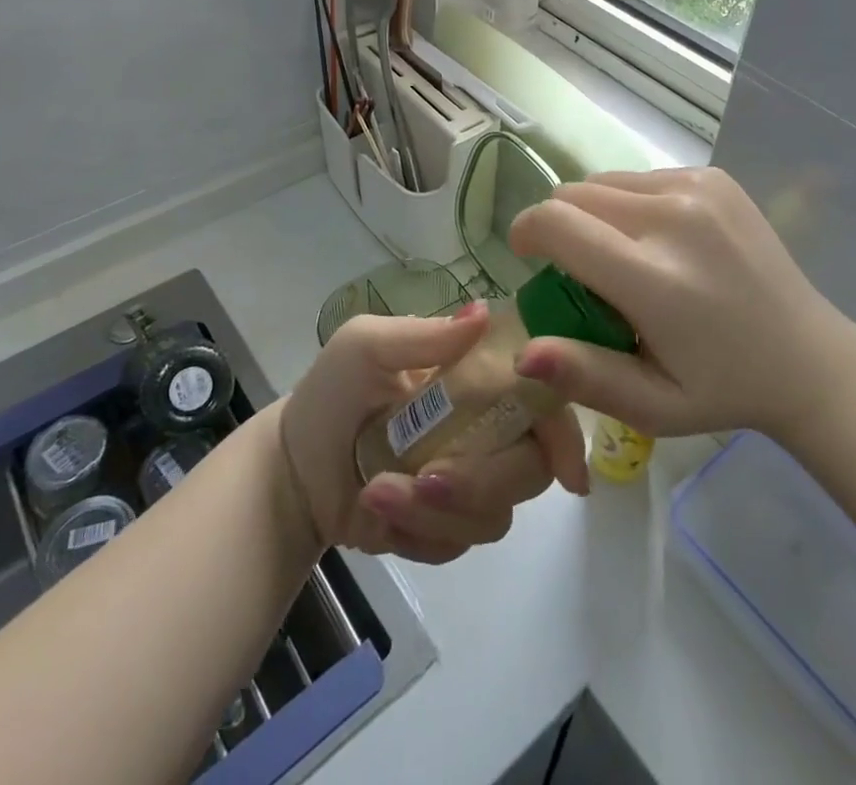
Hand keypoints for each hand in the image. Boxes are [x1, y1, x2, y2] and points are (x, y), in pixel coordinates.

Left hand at [279, 304, 588, 564]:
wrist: (293, 467)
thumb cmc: (334, 392)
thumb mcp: (365, 346)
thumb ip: (423, 335)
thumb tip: (483, 312)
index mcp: (478, 377)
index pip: (541, 396)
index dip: (561, 424)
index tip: (562, 458)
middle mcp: (488, 428)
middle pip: (531, 466)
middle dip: (483, 479)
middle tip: (427, 478)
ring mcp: (471, 481)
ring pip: (496, 513)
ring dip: (437, 510)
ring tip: (377, 492)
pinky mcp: (448, 527)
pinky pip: (460, 542)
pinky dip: (419, 533)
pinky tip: (376, 513)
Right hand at [508, 166, 855, 437]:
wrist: (809, 357)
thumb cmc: (722, 388)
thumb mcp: (651, 405)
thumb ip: (584, 376)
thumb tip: (522, 355)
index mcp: (654, 278)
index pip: (557, 223)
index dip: (526, 232)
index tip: (528, 257)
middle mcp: (673, 217)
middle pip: (573, 194)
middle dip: (560, 226)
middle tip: (583, 271)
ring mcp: (697, 188)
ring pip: (604, 181)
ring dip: (595, 213)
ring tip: (625, 257)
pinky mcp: (713, 175)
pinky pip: (640, 177)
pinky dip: (631, 203)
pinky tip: (662, 241)